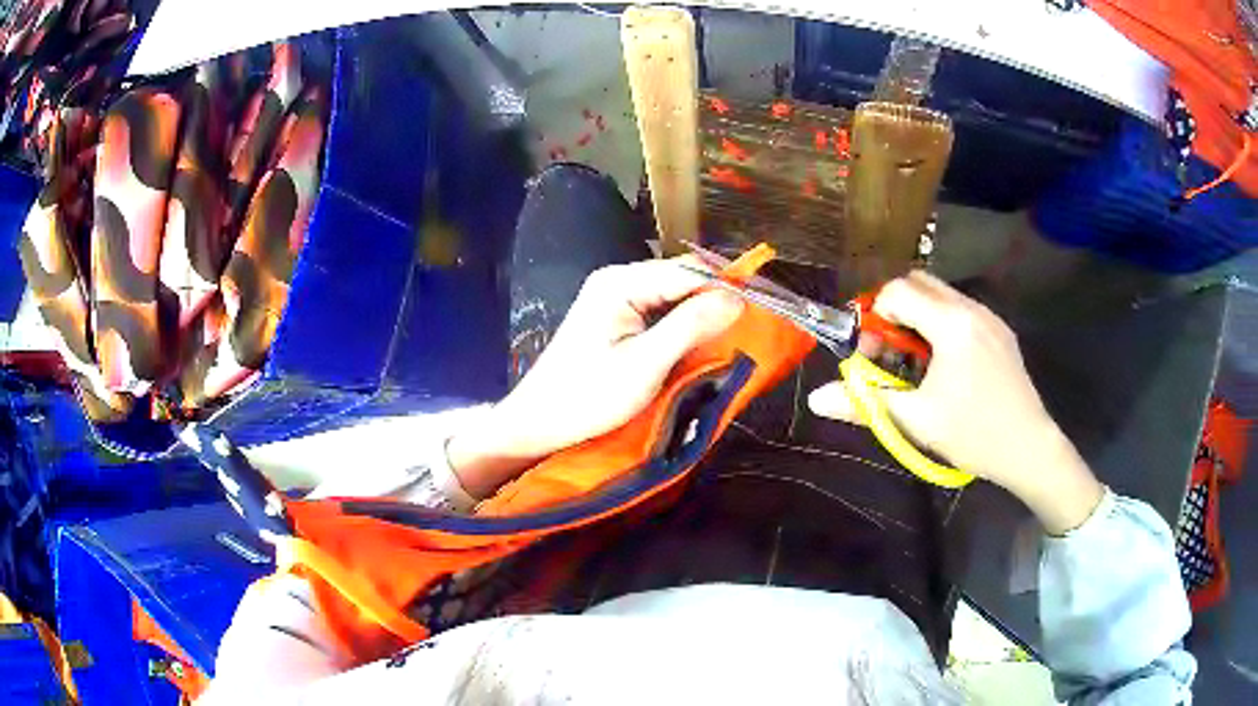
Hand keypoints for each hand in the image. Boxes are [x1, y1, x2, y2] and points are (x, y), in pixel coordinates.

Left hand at [447, 258, 742, 498]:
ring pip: (674, 297)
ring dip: (699, 317)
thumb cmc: (588, 396)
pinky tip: (697, 345)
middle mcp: (619, 280)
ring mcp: (616, 299)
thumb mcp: (645, 364)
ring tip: (729, 339)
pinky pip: (660, 313)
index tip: (762, 312)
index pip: (688, 272)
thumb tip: (737, 298)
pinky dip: (682, 328)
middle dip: (714, 302)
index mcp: (621, 282)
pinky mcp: (616, 319)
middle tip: (747, 331)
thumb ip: (691, 327)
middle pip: (681, 281)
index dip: (726, 288)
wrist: (540, 423)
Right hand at [808, 271, 1102, 533]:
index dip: (876, 314)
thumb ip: (864, 402)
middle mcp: (971, 308)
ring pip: (943, 294)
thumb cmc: (973, 434)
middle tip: (891, 350)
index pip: (899, 290)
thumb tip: (815, 399)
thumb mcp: (916, 421)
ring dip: (920, 315)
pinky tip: (947, 365)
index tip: (874, 350)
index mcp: (951, 323)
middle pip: (920, 282)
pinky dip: (943, 323)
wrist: (1030, 448)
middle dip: (896, 309)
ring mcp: (990, 317)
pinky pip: (962, 309)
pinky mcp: (1001, 331)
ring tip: (918, 360)